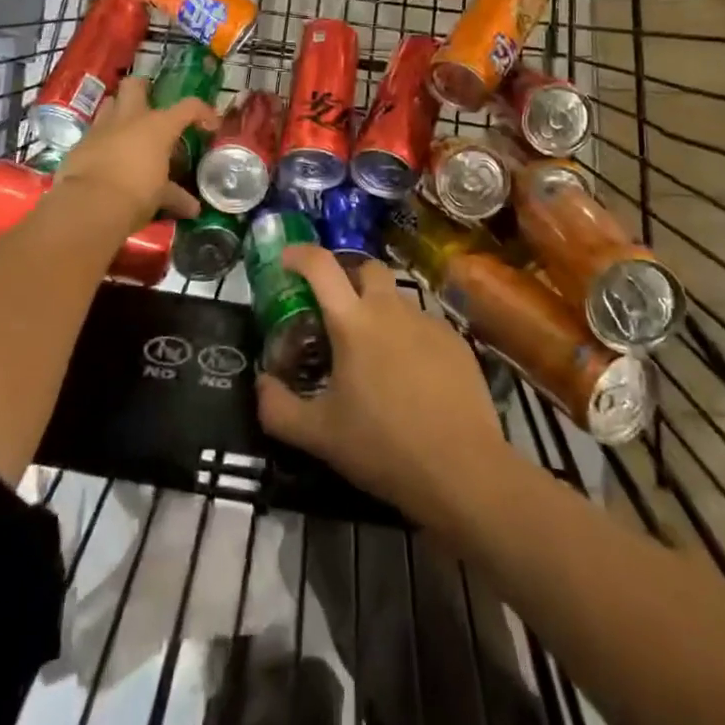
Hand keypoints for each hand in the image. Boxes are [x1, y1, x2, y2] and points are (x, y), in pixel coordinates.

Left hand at [53, 75, 218, 227]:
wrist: (90, 205)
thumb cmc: (136, 194)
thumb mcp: (161, 197)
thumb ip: (176, 196)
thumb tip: (193, 209)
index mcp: (158, 126)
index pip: (189, 106)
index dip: (203, 113)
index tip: (209, 126)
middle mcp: (129, 119)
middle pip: (135, 85)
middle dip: (143, 89)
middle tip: (151, 107)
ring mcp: (101, 128)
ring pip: (110, 103)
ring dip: (119, 112)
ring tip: (128, 131)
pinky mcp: (80, 144)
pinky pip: (94, 133)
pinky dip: (103, 141)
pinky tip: (108, 158)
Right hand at [255, 246, 508, 532]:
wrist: (464, 470)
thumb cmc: (383, 447)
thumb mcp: (319, 436)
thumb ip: (278, 409)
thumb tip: (261, 384)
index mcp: (353, 322)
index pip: (321, 265)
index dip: (300, 253)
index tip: (286, 260)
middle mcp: (390, 309)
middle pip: (367, 267)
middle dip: (348, 276)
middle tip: (335, 308)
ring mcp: (428, 322)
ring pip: (397, 299)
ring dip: (379, 310)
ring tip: (373, 353)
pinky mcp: (456, 342)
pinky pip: (423, 325)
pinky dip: (408, 337)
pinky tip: (410, 376)